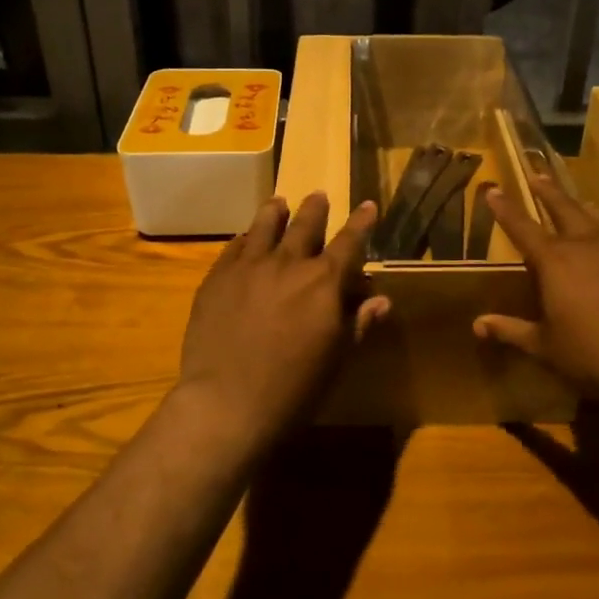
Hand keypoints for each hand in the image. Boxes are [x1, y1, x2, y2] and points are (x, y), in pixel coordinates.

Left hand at [175, 193, 389, 439]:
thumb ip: (358, 323)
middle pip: (305, 224)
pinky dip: (244, 239)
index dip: (361, 222)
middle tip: (318, 195)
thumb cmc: (294, 389)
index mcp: (324, 282)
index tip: (366, 205)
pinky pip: (233, 248)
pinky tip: (244, 239)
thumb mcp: (337, 359)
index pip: (349, 242)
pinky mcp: (217, 278)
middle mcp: (288, 264)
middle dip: (315, 208)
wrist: (227, 403)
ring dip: (275, 212)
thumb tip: (381, 299)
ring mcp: (248, 267)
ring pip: (264, 226)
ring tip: (278, 203)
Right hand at [473, 176, 598, 409]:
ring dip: (584, 207)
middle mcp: (586, 244)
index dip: (505, 209)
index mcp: (554, 259)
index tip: (494, 190)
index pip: (522, 227)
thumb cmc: (590, 350)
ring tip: (581, 202)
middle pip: (564, 207)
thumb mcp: (545, 345)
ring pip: (598, 217)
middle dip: (548, 191)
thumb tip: (478, 326)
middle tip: (537, 176)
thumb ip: (511, 331)